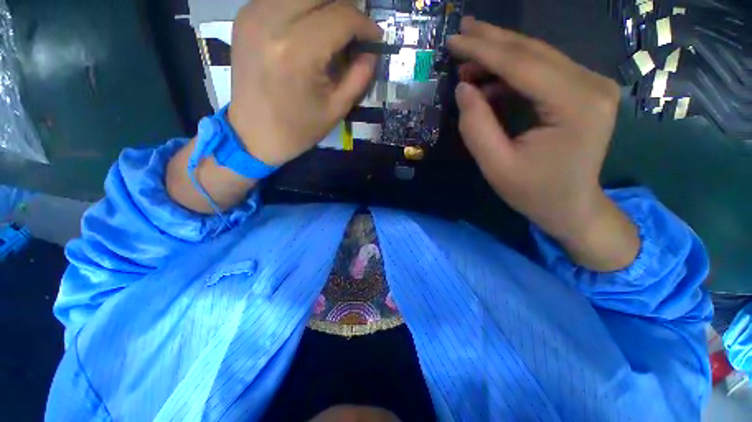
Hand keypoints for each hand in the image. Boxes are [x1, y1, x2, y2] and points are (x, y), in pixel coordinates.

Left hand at [228, 0, 381, 165]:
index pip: (341, 16)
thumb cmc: (298, 129)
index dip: (365, 24)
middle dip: (346, 9)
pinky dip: (302, 9)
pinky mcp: (245, 16)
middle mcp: (272, 21)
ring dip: (324, 7)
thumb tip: (371, 52)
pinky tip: (309, 31)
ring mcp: (253, 14)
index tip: (375, 38)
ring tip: (334, 32)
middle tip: (355, 32)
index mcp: (298, 51)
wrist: (254, 134)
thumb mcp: (336, 109)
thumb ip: (359, 77)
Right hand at [448, 18, 638, 270]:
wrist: (571, 206)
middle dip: (492, 41)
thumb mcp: (496, 165)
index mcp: (575, 105)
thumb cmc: (533, 192)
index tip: (453, 40)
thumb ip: (476, 126)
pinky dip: (512, 72)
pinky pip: (543, 70)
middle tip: (461, 31)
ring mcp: (591, 85)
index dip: (483, 50)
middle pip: (533, 51)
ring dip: (500, 56)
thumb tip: (463, 88)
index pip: (522, 65)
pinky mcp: (584, 91)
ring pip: (538, 56)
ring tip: (467, 62)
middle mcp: (591, 85)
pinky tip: (489, 80)